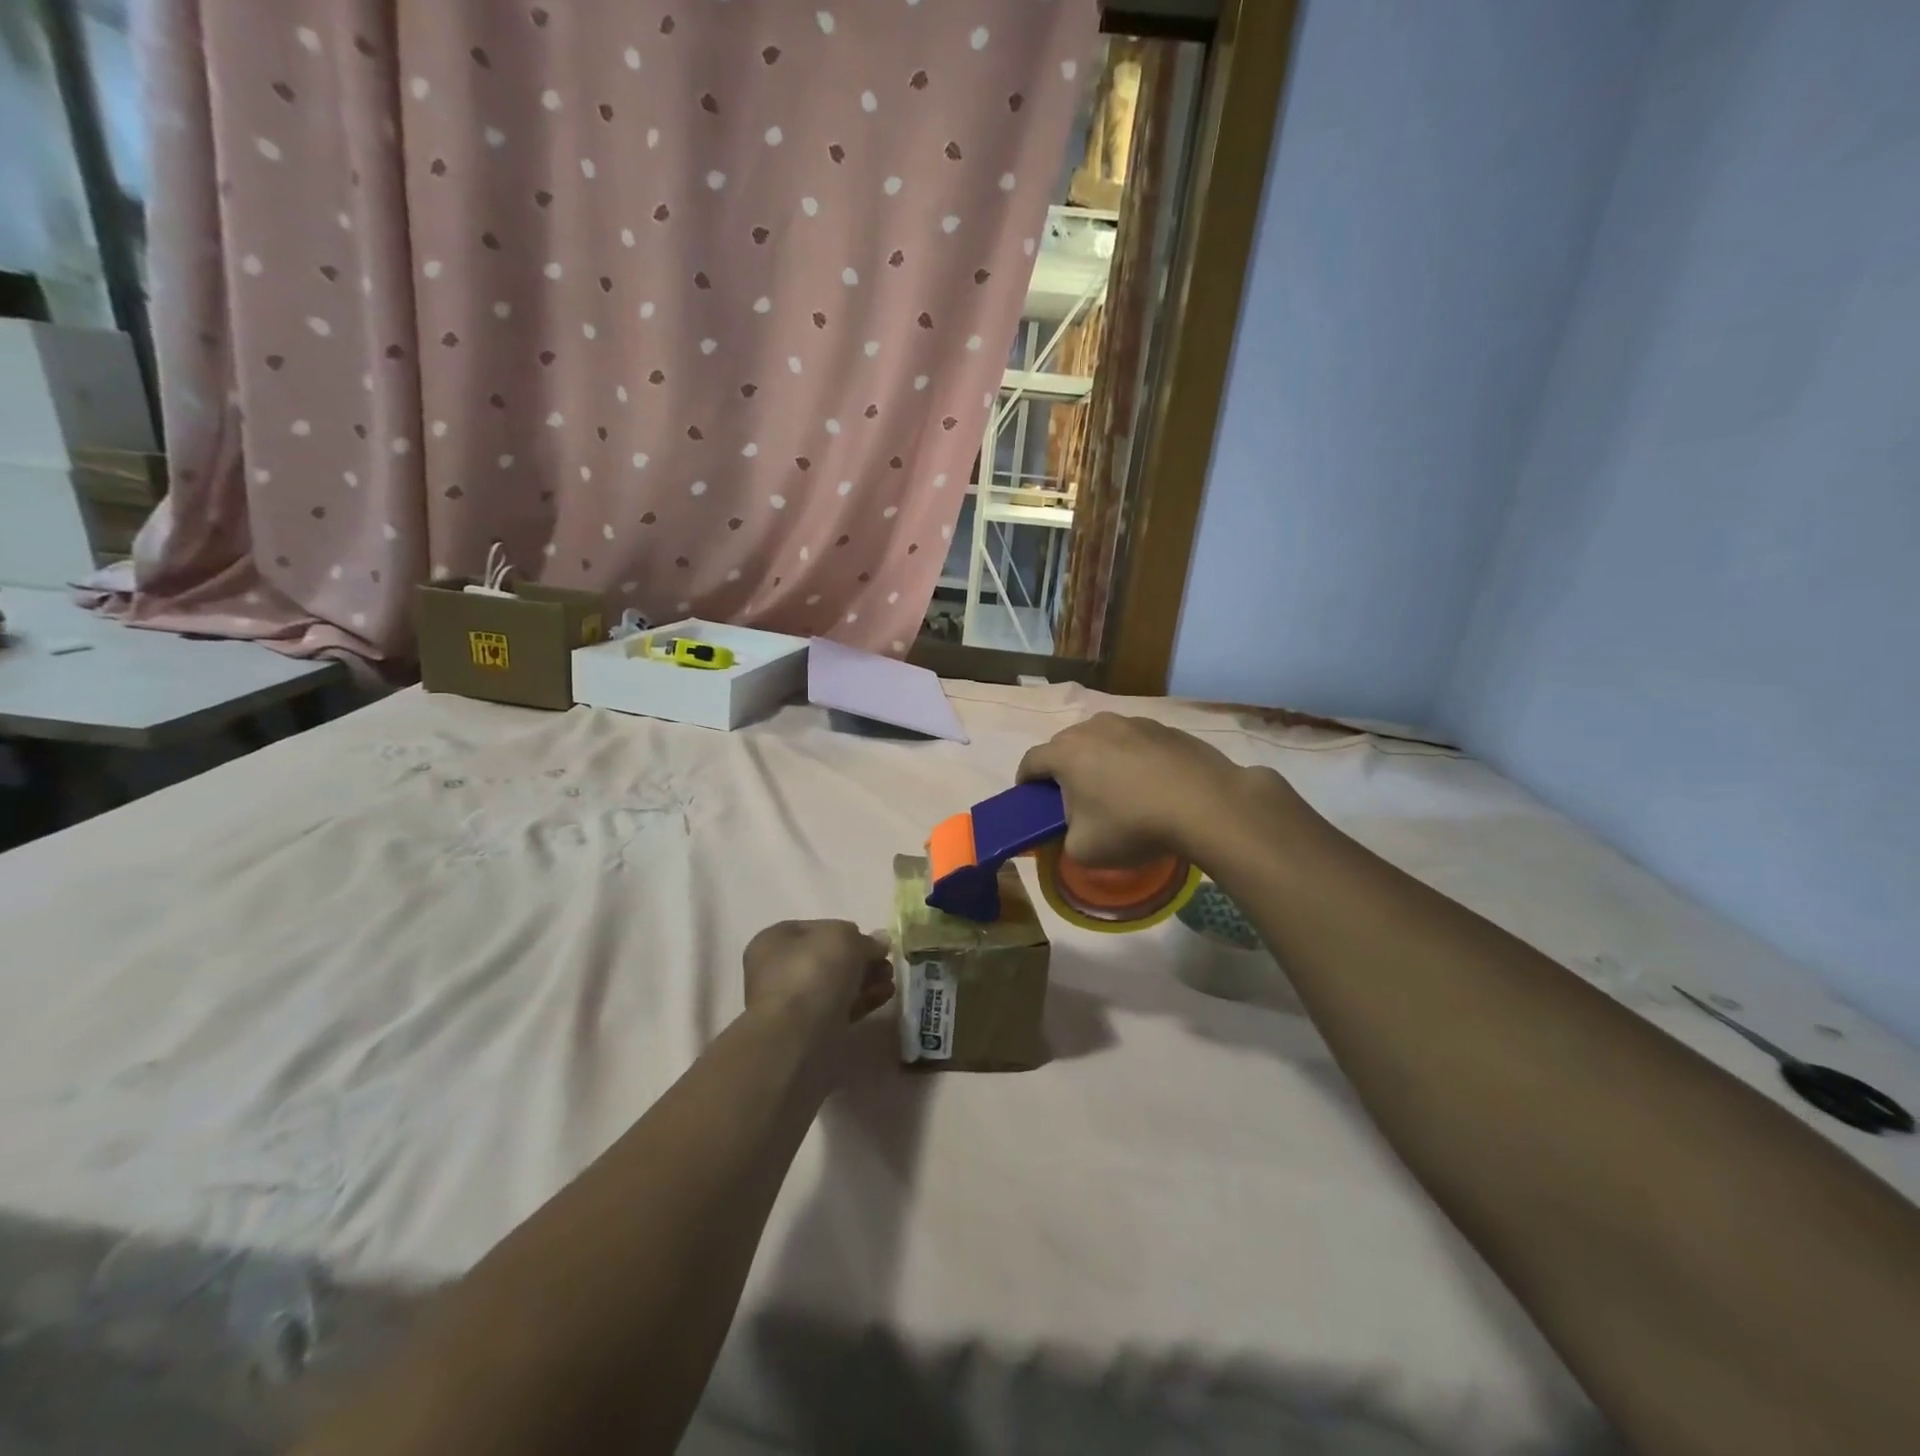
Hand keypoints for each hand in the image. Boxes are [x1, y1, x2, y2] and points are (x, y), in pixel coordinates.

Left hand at [743, 920, 894, 1039]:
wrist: (794, 1036)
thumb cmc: (812, 973)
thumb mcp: (844, 939)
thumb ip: (864, 939)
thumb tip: (879, 942)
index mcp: (776, 940)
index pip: (819, 929)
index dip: (849, 932)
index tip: (874, 942)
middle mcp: (779, 969)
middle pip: (830, 958)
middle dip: (862, 960)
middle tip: (886, 964)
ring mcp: (792, 1002)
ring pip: (836, 985)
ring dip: (865, 981)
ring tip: (890, 982)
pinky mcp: (808, 1029)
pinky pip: (839, 1008)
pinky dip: (862, 1001)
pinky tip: (884, 997)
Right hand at [1017, 712, 1289, 868]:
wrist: (1207, 804)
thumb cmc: (1133, 825)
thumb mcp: (1084, 850)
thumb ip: (1063, 841)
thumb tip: (1069, 832)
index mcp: (1066, 753)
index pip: (1030, 761)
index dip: (1025, 782)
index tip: (1029, 799)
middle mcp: (1094, 727)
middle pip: (1065, 745)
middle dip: (1063, 769)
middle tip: (1073, 798)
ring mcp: (1132, 722)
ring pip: (1103, 739)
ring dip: (1100, 759)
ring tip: (1115, 789)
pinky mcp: (1166, 728)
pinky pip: (1136, 742)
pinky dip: (1134, 759)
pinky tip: (1151, 784)